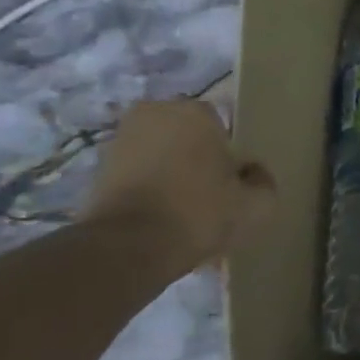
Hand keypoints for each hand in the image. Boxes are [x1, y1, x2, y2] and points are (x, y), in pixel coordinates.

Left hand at [84, 99, 275, 275]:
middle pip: (188, 137)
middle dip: (197, 159)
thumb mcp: (257, 204)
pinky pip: (138, 175)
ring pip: (161, 155)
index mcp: (195, 112)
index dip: (230, 156)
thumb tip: (252, 173)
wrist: (129, 247)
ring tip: (184, 211)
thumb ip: (263, 181)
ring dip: (171, 174)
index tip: (233, 183)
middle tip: (210, 195)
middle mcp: (154, 114)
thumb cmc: (200, 212)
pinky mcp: (97, 170)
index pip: (223, 126)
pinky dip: (149, 190)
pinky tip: (161, 219)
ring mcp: (120, 140)